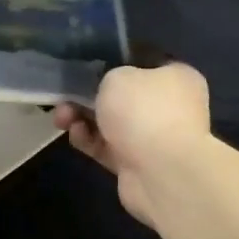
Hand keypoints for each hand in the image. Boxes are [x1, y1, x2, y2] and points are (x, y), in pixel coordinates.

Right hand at [53, 62, 211, 226]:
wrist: (162, 173)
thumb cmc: (144, 111)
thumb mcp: (118, 76)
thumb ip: (108, 76)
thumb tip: (110, 88)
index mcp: (177, 78)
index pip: (144, 65)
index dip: (114, 65)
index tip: (88, 69)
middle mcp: (170, 107)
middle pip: (123, 97)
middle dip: (89, 97)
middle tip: (66, 96)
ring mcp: (155, 138)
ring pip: (112, 123)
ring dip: (83, 119)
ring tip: (62, 118)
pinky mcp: (138, 165)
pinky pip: (108, 147)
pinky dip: (90, 140)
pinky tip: (74, 134)